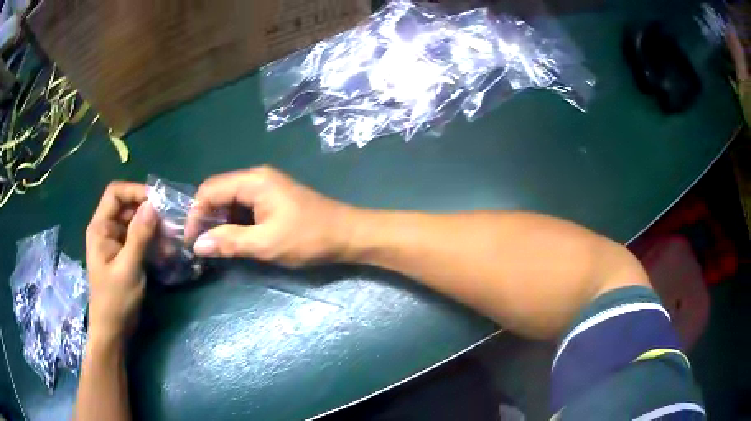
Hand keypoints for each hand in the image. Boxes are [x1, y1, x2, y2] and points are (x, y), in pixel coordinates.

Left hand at [85, 182, 157, 343]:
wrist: (113, 331)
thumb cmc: (115, 300)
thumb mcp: (128, 268)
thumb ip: (139, 236)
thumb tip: (153, 205)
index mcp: (100, 228)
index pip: (115, 194)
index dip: (135, 191)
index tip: (157, 201)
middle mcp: (107, 230)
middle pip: (127, 207)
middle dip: (148, 212)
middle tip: (170, 223)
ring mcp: (116, 243)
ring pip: (136, 223)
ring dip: (153, 229)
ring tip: (171, 240)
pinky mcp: (125, 255)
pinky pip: (139, 240)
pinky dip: (152, 242)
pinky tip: (166, 252)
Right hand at [187, 166, 354, 266]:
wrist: (347, 234)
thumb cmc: (308, 238)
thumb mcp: (265, 244)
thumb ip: (229, 242)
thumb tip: (198, 244)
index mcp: (253, 181)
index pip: (209, 189)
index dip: (195, 213)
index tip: (191, 240)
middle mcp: (256, 178)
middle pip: (218, 192)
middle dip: (206, 217)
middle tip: (201, 245)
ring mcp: (266, 187)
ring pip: (231, 200)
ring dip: (220, 221)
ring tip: (215, 246)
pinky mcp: (273, 199)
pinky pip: (245, 206)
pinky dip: (235, 222)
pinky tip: (233, 239)